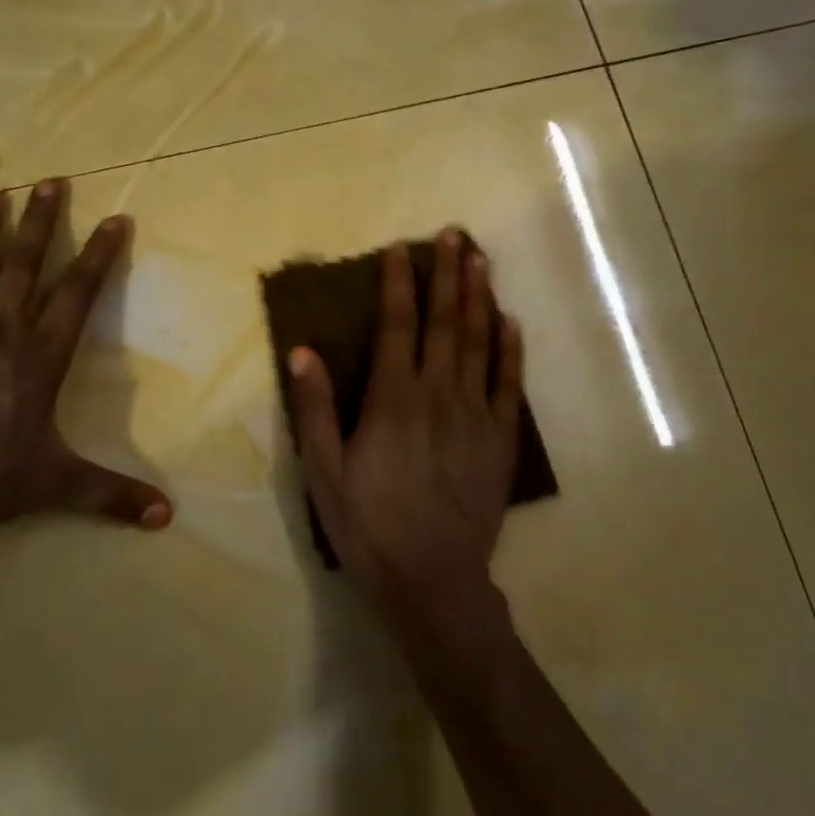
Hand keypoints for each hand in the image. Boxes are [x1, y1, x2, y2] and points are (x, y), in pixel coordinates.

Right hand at [287, 228, 523, 623]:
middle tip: (456, 235)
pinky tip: (511, 322)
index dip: (399, 283)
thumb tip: (303, 350)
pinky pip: (508, 383)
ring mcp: (475, 414)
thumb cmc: (369, 525)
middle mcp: (438, 394)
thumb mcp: (325, 471)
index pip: (397, 325)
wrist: (432, 580)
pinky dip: (510, 349)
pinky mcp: (500, 439)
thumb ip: (315, 409)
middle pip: (445, 322)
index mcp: (393, 399)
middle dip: (448, 275)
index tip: (402, 248)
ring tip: (482, 261)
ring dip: (481, 298)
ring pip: (480, 342)